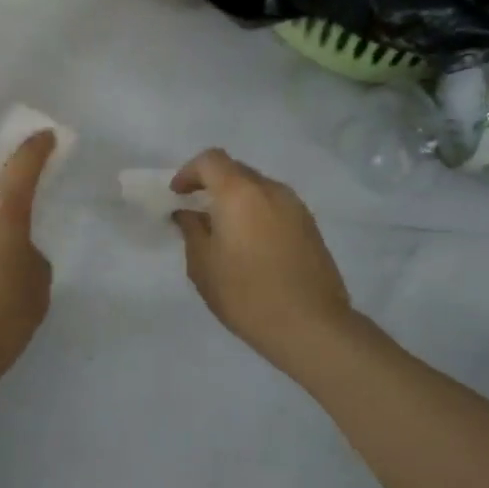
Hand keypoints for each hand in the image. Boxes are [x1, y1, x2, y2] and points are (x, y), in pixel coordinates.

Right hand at [171, 150, 358, 371]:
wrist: (311, 326)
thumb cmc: (246, 294)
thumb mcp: (203, 265)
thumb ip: (191, 231)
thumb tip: (188, 214)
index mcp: (239, 193)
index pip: (210, 160)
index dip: (189, 172)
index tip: (177, 195)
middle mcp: (271, 190)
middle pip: (236, 170)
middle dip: (212, 184)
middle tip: (196, 210)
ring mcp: (296, 207)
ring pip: (258, 188)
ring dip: (236, 199)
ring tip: (223, 230)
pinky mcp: (310, 227)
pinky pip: (275, 206)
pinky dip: (256, 212)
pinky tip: (249, 244)